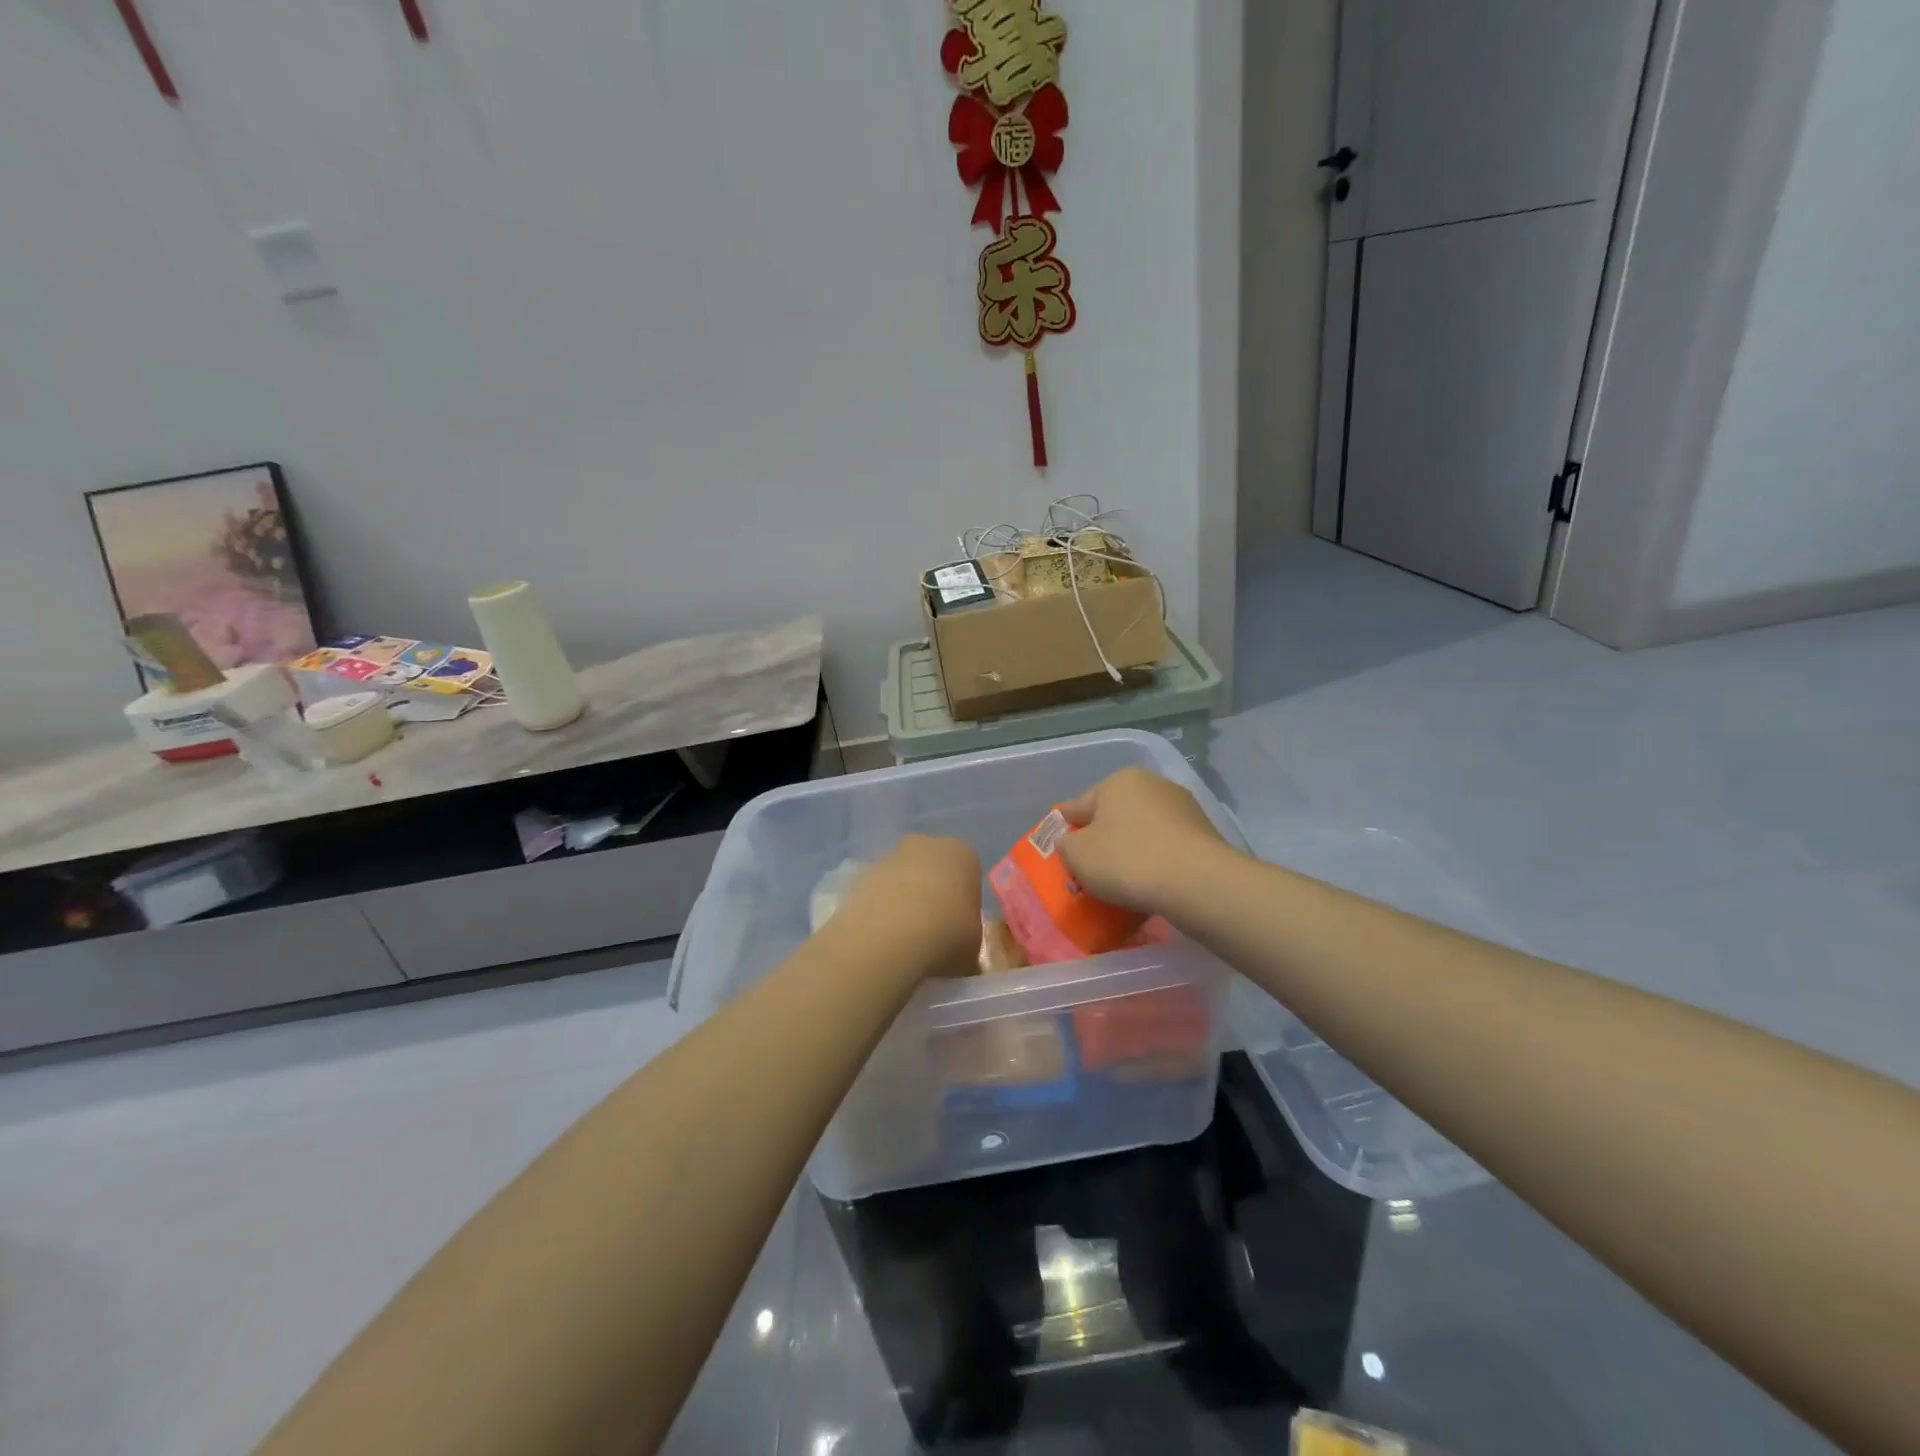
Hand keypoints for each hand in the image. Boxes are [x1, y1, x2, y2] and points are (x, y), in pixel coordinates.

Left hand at [832, 835, 982, 981]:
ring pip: (902, 878)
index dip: (965, 903)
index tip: (960, 929)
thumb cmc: (945, 935)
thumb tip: (962, 955)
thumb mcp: (973, 948)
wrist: (888, 937)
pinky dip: (880, 910)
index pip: (969, 874)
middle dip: (932, 894)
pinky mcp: (861, 874)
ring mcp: (890, 856)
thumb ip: (969, 941)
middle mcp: (926, 845)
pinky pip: (878, 892)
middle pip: (933, 869)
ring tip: (903, 940)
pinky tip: (881, 937)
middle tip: (933, 932)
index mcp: (962, 854)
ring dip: (903, 901)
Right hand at [1058, 767, 1233, 914]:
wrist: (1197, 883)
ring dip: (1131, 851)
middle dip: (1102, 839)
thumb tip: (1072, 840)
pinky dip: (1155, 862)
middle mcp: (1153, 785)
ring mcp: (1183, 809)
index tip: (1059, 844)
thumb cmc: (1127, 860)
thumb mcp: (1077, 855)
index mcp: (1119, 780)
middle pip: (1114, 815)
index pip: (1079, 805)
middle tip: (1089, 869)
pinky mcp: (1204, 835)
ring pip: (1143, 832)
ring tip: (1120, 882)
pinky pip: (1166, 849)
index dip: (1065, 826)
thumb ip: (1066, 844)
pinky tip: (1149, 885)